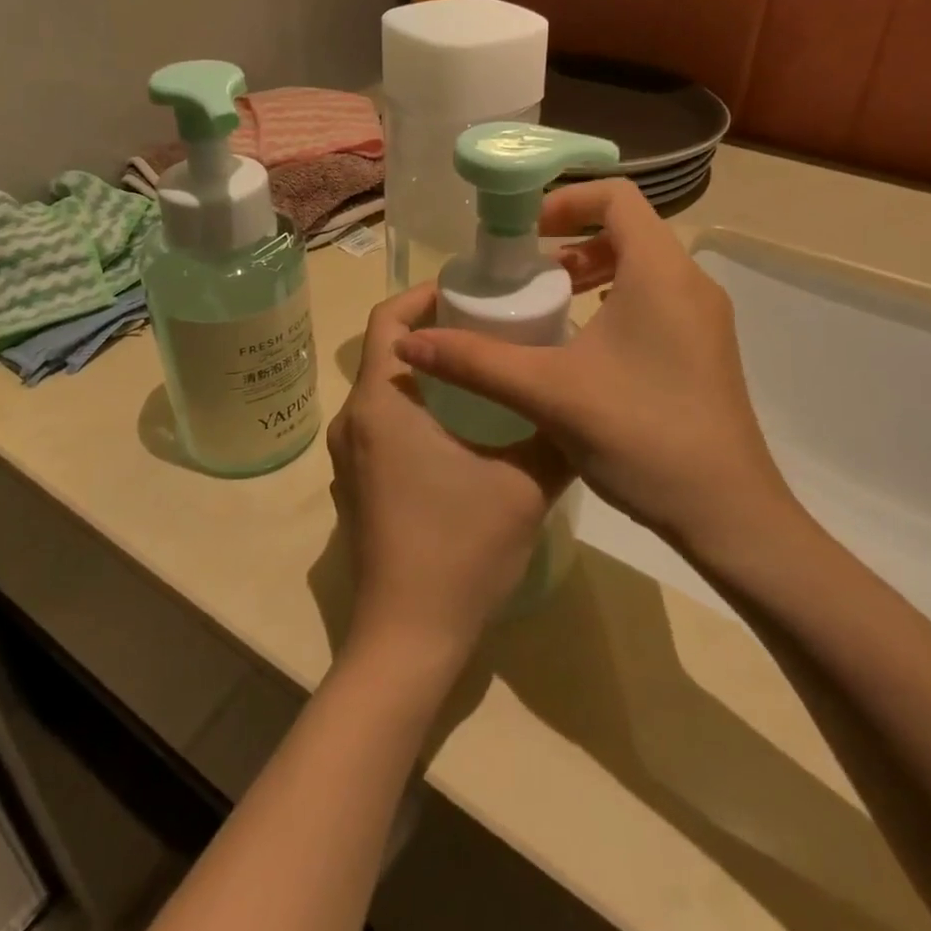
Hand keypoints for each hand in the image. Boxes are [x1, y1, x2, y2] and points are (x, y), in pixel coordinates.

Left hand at [328, 284, 571, 670]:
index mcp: (381, 404)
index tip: (467, 292)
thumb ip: (555, 434)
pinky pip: (381, 425)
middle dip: (432, 332)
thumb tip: (581, 402)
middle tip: (487, 326)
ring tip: (481, 372)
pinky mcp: (356, 486)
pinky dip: (415, 409)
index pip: (386, 320)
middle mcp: (353, 421)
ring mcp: (349, 458)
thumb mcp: (524, 483)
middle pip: (386, 352)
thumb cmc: (460, 548)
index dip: (422, 296)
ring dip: (426, 373)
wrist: (410, 638)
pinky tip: (460, 429)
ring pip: (385, 391)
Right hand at [394, 180, 801, 556]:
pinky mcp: (707, 351)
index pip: (616, 196)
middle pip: (629, 230)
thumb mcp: (548, 393)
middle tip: (526, 272)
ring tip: (550, 303)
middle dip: (572, 240)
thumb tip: (408, 345)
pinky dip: (616, 301)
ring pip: (644, 267)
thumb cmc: (641, 435)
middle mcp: (691, 283)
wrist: (728, 514)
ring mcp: (705, 319)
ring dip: (594, 271)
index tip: (523, 235)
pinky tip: (583, 347)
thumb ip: (476, 362)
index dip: (565, 200)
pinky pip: (658, 300)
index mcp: (660, 272)